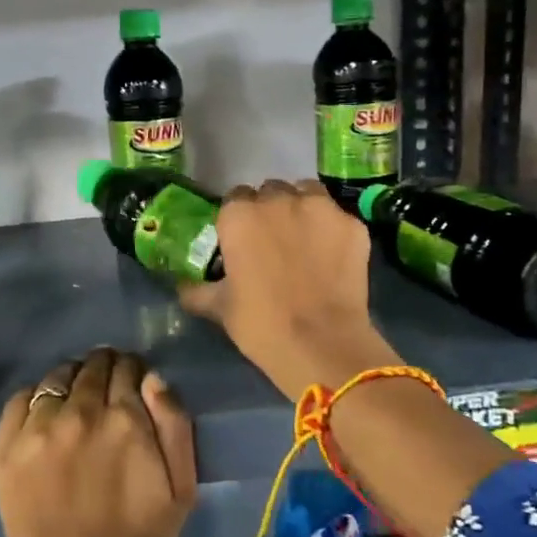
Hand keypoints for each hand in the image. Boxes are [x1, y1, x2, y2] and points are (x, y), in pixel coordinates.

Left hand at [0, 348, 197, 536]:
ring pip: (58, 376)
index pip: (128, 368)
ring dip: (73, 378)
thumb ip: (175, 425)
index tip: (134, 382)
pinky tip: (46, 413)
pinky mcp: (7, 445)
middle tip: (108, 388)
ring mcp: (38, 428)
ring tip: (76, 397)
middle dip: (105, 369)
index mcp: (125, 420)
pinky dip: (37, 396)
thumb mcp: (181, 490)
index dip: (133, 371)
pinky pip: (21, 397)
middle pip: (93, 366)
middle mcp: (80, 413)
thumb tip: (153, 378)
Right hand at [179, 179, 402, 399]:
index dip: (239, 219)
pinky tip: (332, 255)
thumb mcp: (219, 308)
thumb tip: (182, 286)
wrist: (321, 344)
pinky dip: (332, 230)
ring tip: (304, 239)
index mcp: (239, 215)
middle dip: (271, 210)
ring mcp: (321, 208)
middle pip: (271, 192)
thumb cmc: (261, 324)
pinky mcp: (353, 224)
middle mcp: (278, 200)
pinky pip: (337, 217)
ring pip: (307, 193)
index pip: (235, 199)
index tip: (243, 240)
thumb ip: (198, 289)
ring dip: (302, 208)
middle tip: (273, 241)